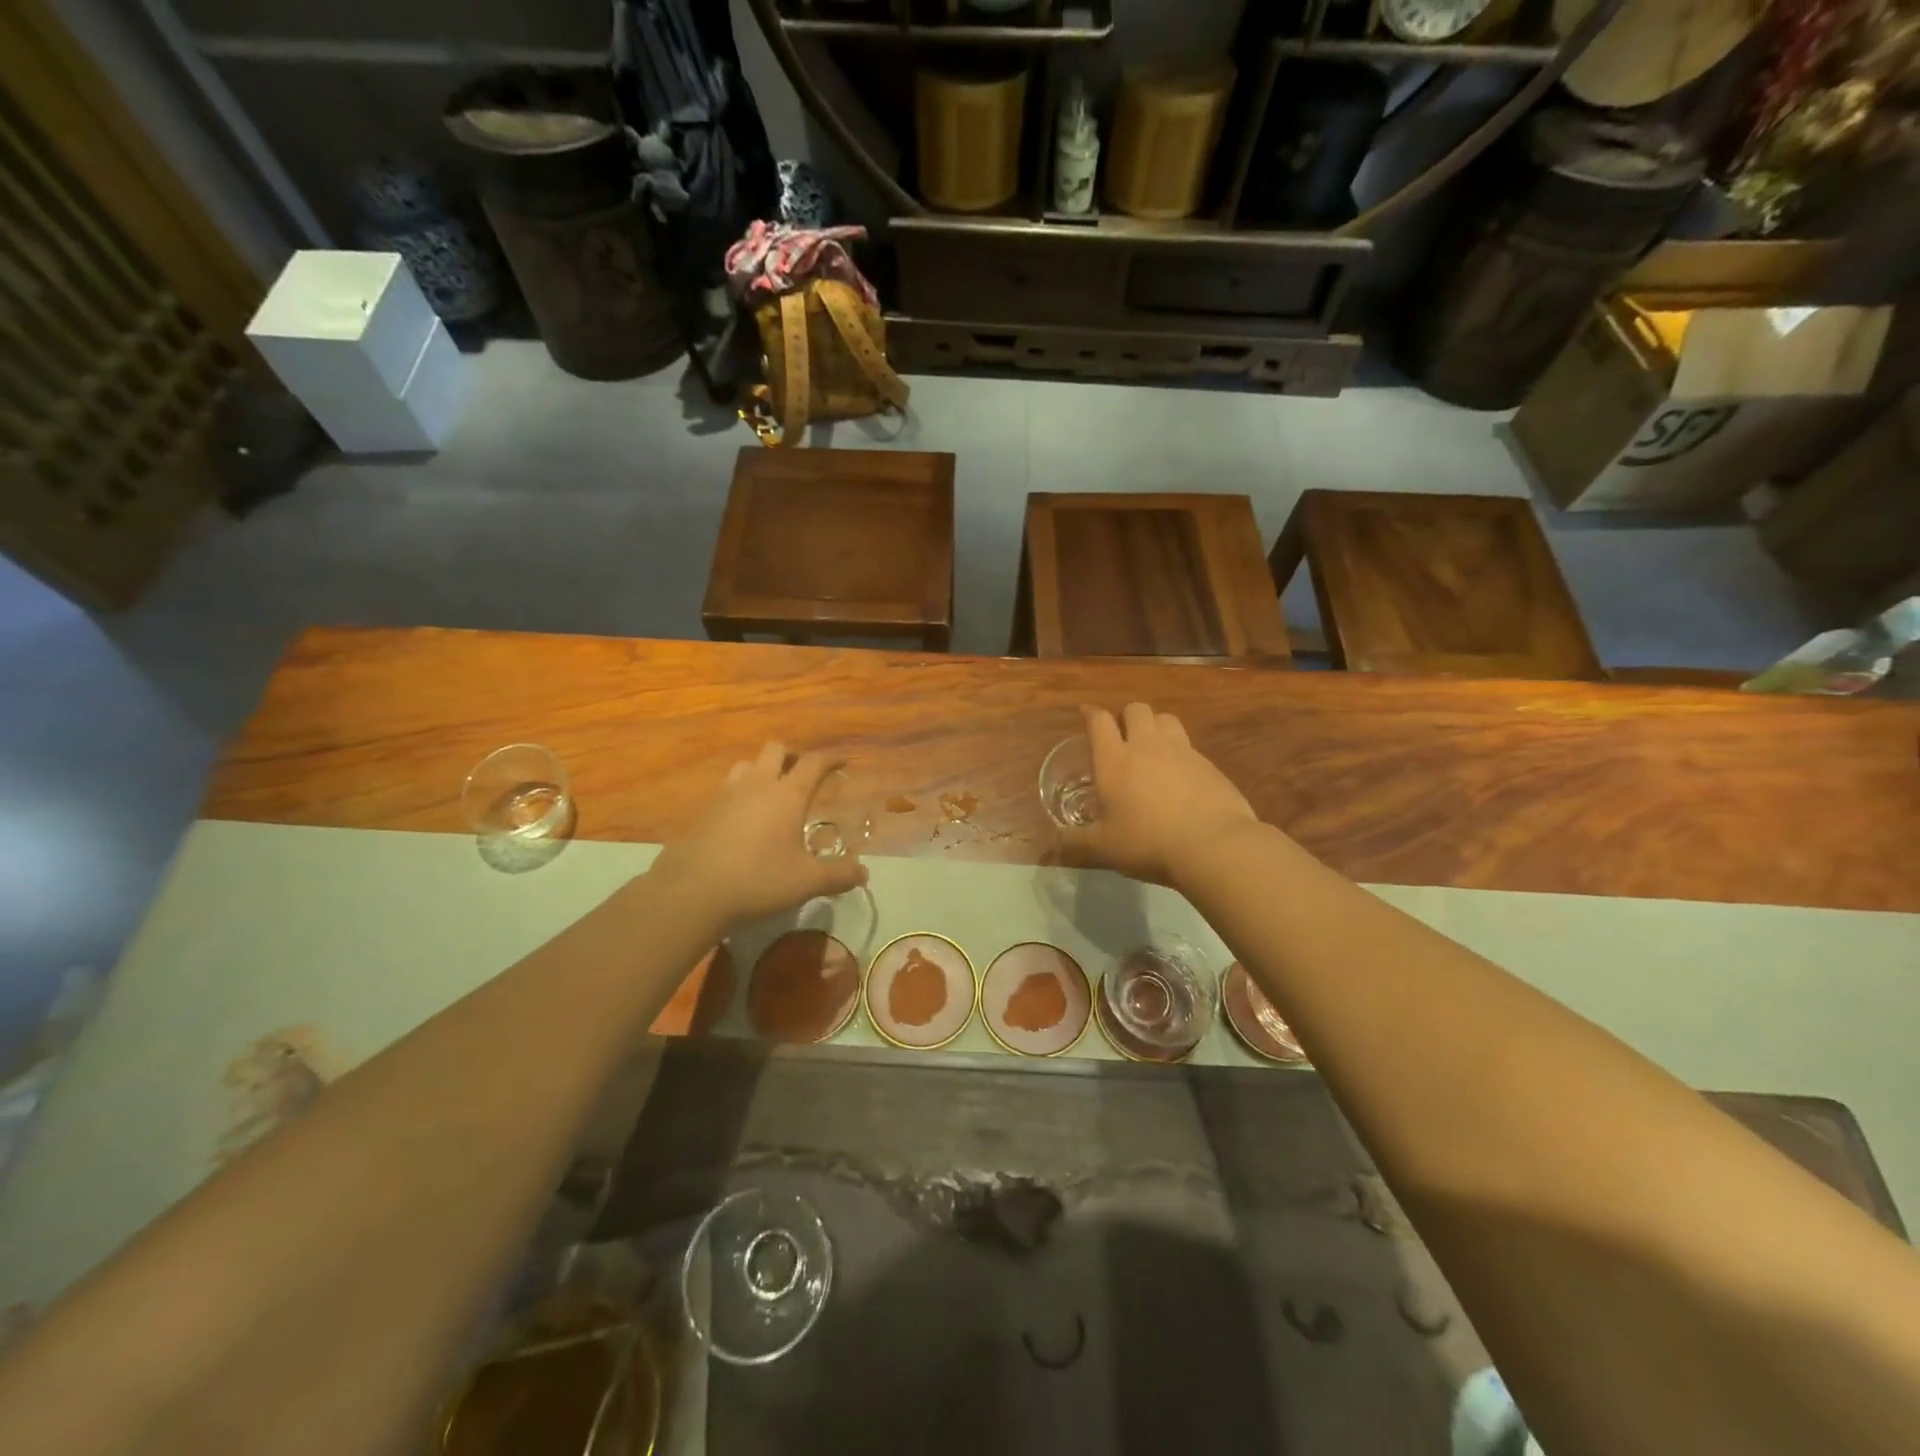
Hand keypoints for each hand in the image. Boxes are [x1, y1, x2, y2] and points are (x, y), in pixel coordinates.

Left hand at [651, 743, 867, 926]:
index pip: (813, 763)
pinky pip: (726, 789)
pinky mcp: (703, 812)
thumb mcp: (806, 882)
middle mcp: (757, 785)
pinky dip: (740, 794)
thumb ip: (838, 875)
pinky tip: (742, 820)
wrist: (691, 892)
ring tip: (770, 793)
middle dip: (792, 756)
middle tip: (802, 775)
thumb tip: (863, 872)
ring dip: (762, 770)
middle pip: (776, 750)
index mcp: (787, 794)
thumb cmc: (758, 880)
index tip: (842, 761)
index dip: (830, 759)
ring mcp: (725, 795)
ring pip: (746, 765)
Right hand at [1060, 703, 1261, 888]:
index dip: (1091, 714)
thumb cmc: (1147, 843)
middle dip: (1127, 717)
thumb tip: (1055, 844)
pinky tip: (1181, 777)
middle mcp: (1147, 746)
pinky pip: (1190, 746)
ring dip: (1156, 727)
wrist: (1213, 846)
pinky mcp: (1209, 765)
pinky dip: (1181, 753)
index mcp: (1114, 760)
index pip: (1099, 721)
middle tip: (1123, 737)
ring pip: (1166, 719)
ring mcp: (1182, 751)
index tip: (1087, 715)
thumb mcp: (1103, 849)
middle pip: (1136, 709)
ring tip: (1153, 749)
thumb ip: (1075, 843)